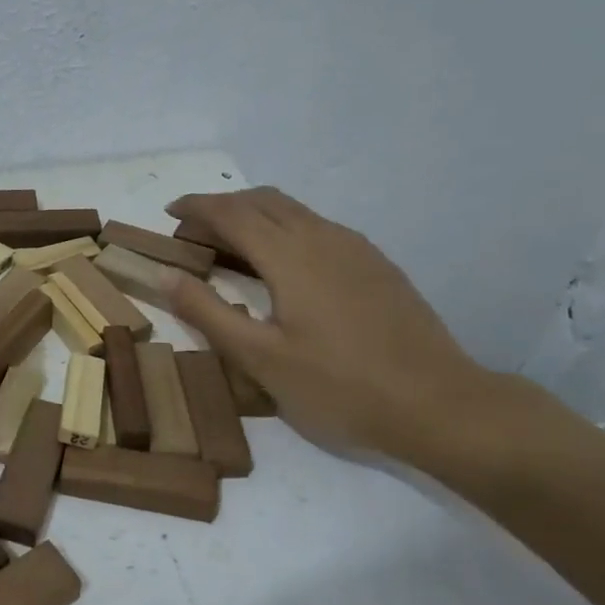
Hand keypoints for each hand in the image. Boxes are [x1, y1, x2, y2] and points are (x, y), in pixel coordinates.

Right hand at [163, 188, 498, 465]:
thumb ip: (208, 312)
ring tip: (229, 247)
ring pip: (293, 210)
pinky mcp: (375, 264)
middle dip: (221, 207)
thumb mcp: (260, 358)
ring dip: (254, 215)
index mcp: (290, 254)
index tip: (168, 212)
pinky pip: (317, 227)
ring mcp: (355, 247)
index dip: (196, 207)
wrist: (438, 404)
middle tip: (192, 233)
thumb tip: (166, 276)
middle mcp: (322, 236)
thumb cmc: (339, 386)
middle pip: (262, 200)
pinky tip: (282, 266)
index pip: (231, 212)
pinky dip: (283, 229)